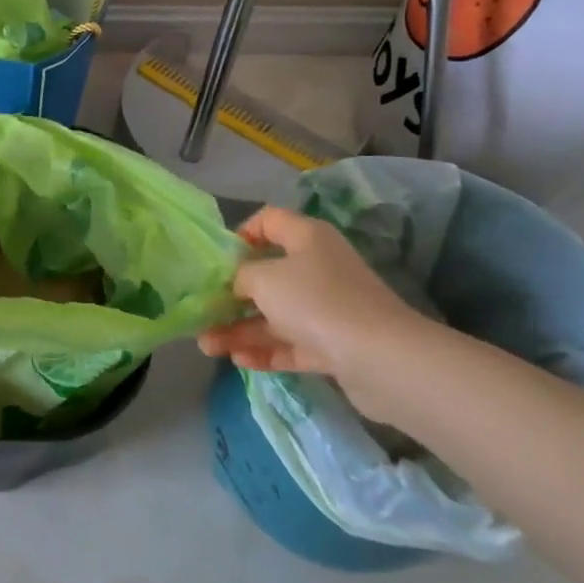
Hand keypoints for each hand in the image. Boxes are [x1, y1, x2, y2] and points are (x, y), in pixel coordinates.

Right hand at [198, 205, 439, 412]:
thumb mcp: (264, 278)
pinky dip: (266, 350)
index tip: (218, 258)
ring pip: (276, 314)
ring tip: (207, 347)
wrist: (380, 358)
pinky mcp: (334, 344)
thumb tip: (239, 284)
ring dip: (241, 329)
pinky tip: (238, 361)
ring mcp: (328, 308)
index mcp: (306, 238)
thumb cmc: (315, 301)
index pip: (269, 220)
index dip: (241, 233)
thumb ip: (241, 276)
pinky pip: (292, 343)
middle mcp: (318, 267)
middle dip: (232, 295)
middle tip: (203, 310)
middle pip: (268, 274)